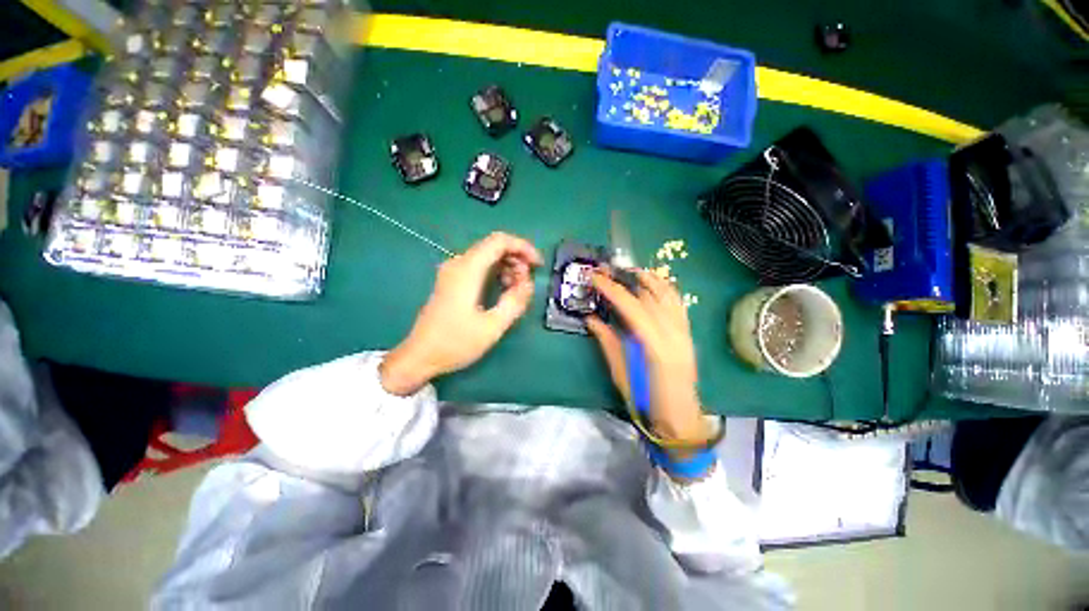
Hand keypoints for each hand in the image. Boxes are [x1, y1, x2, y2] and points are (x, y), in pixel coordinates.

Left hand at [380, 232, 542, 395]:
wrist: (420, 356)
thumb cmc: (456, 343)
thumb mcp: (492, 326)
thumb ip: (515, 302)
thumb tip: (528, 284)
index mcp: (467, 270)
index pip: (499, 241)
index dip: (523, 247)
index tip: (538, 265)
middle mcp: (458, 263)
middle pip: (494, 246)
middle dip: (517, 259)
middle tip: (527, 283)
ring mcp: (452, 271)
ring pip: (487, 255)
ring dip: (507, 267)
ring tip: (517, 289)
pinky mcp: (451, 280)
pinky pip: (479, 266)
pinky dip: (496, 272)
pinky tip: (502, 290)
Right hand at [587, 269, 712, 445]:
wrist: (680, 418)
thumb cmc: (646, 401)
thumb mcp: (620, 373)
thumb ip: (607, 342)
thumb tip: (591, 319)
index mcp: (655, 346)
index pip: (631, 307)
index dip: (612, 289)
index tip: (595, 277)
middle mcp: (674, 333)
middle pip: (650, 295)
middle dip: (627, 277)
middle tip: (608, 269)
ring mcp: (684, 331)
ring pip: (668, 293)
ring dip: (648, 277)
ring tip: (628, 270)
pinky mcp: (688, 332)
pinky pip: (677, 302)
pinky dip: (664, 288)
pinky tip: (652, 283)